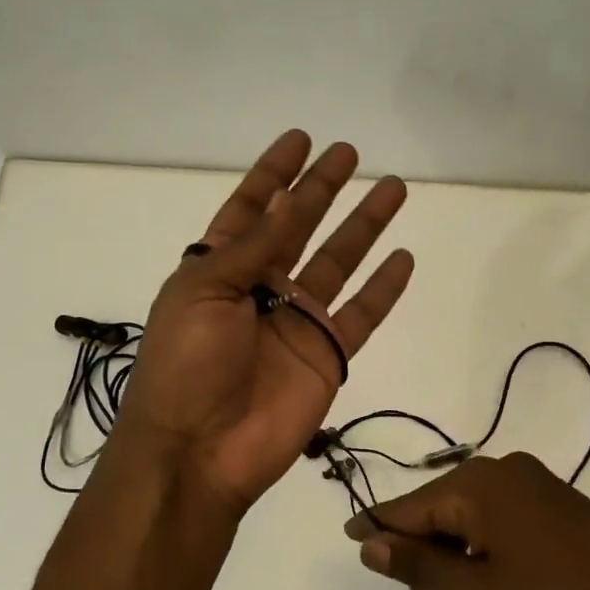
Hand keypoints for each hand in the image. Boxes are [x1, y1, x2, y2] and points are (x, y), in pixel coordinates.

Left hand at [115, 130, 414, 513]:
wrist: (199, 449)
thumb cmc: (186, 363)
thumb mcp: (204, 290)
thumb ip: (252, 245)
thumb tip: (286, 197)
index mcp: (219, 270)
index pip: (250, 210)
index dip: (273, 175)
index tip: (300, 141)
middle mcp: (260, 290)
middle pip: (298, 228)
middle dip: (321, 190)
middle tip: (349, 153)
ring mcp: (296, 323)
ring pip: (339, 263)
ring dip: (364, 227)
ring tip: (393, 188)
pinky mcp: (326, 356)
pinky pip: (362, 315)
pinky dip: (383, 289)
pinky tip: (403, 258)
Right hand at [344, 452, 589, 589]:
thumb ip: (417, 563)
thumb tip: (368, 542)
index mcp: (480, 483)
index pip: (410, 506)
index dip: (377, 526)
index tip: (348, 538)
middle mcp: (506, 471)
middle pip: (441, 510)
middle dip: (425, 558)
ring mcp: (537, 485)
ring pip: (472, 518)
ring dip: (455, 559)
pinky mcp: (559, 504)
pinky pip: (502, 520)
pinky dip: (484, 550)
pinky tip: (491, 585)